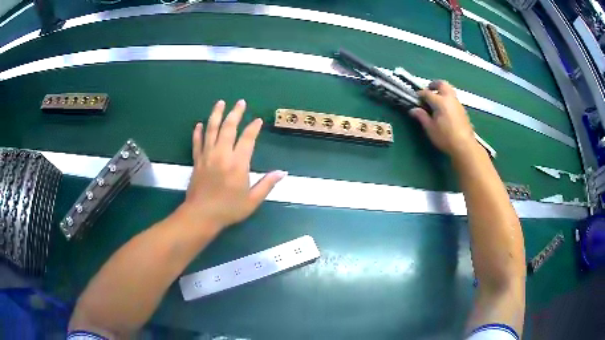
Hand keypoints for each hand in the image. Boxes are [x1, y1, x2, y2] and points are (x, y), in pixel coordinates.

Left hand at [181, 99, 286, 230]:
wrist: (201, 215)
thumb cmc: (229, 209)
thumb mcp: (252, 200)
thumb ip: (267, 184)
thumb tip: (282, 173)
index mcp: (238, 163)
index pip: (247, 139)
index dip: (253, 128)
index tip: (258, 121)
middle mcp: (222, 154)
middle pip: (228, 128)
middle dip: (235, 113)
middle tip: (240, 102)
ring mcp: (207, 156)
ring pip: (211, 130)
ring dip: (216, 115)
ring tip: (220, 103)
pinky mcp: (197, 161)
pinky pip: (197, 142)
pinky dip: (198, 132)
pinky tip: (199, 124)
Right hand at [408, 80, 476, 157]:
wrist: (464, 146)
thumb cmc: (445, 138)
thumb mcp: (430, 128)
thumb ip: (422, 116)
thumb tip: (413, 110)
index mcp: (440, 101)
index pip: (427, 93)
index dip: (420, 94)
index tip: (416, 98)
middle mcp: (450, 98)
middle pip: (442, 84)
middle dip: (434, 84)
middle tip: (428, 90)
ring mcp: (458, 103)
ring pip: (449, 90)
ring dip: (442, 91)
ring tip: (436, 100)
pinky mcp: (463, 110)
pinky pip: (453, 99)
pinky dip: (447, 99)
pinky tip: (445, 109)